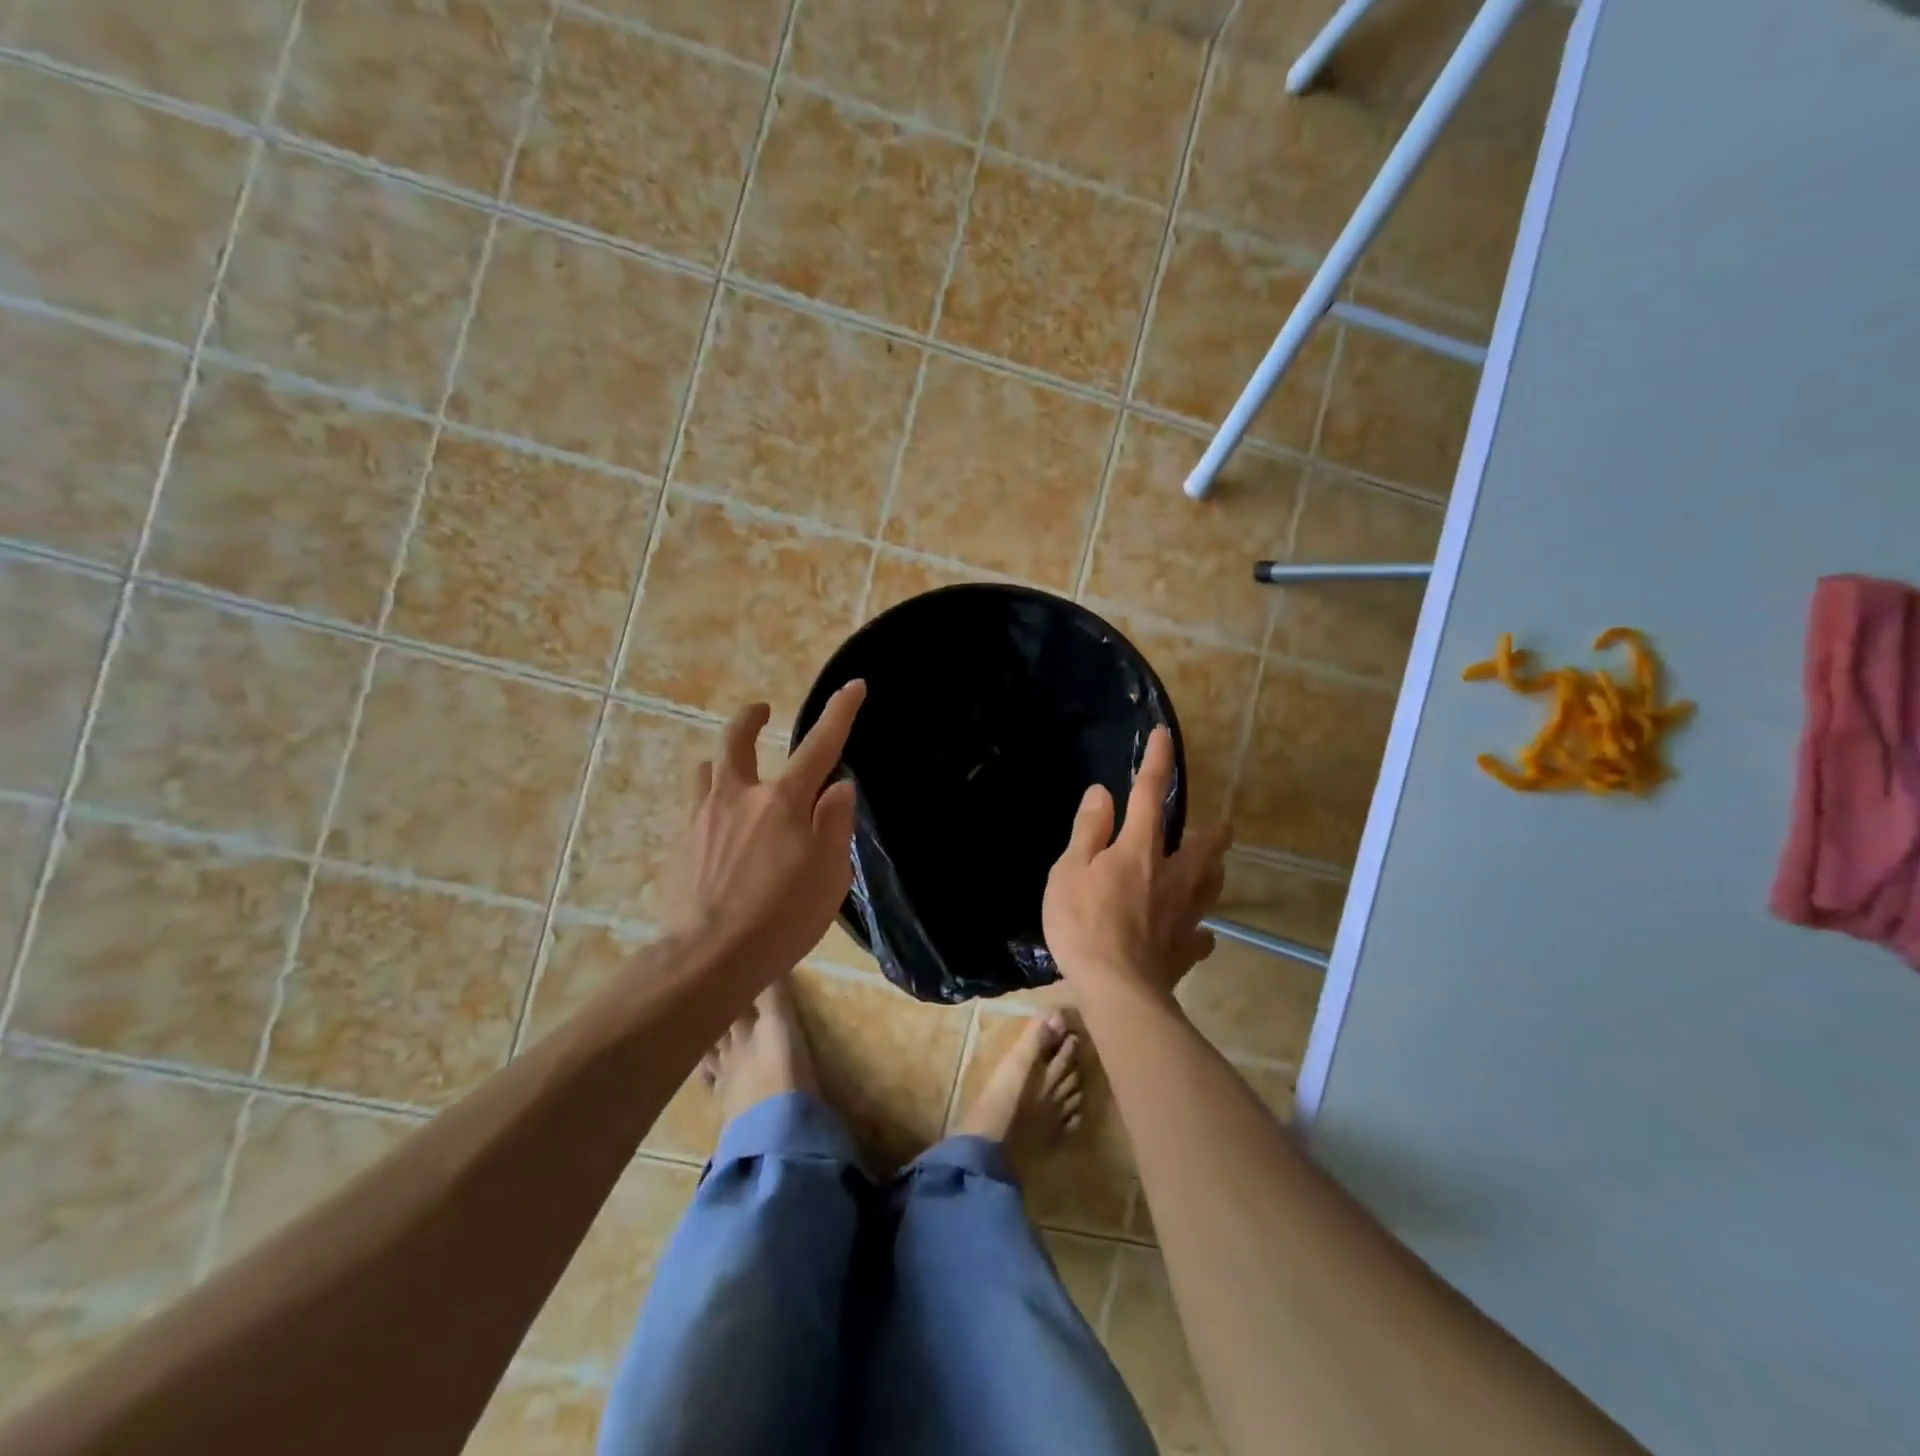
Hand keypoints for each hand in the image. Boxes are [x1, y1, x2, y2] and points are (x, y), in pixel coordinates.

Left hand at [670, 681, 865, 983]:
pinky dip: (711, 799)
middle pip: (736, 739)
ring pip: (707, 769)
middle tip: (761, 711)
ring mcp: (702, 818)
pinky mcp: (681, 845)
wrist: (707, 959)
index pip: (819, 745)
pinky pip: (695, 805)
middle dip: (750, 718)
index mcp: (781, 801)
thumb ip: (835, 823)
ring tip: (735, 770)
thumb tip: (839, 786)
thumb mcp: (830, 874)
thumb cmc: (781, 917)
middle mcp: (737, 796)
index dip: (840, 713)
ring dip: (723, 760)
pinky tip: (720, 825)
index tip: (854, 685)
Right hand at [1042, 727, 1230, 1000]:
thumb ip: (1088, 831)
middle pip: (1203, 844)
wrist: (1117, 990)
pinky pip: (1201, 935)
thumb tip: (1102, 793)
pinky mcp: (1186, 949)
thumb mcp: (1069, 871)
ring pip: (1211, 885)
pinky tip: (1197, 933)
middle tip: (1222, 825)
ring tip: (1213, 867)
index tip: (1163, 735)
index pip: (1148, 794)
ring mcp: (1185, 914)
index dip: (1156, 762)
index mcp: (1139, 850)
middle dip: (1214, 830)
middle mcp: (1171, 875)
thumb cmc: (1084, 925)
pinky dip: (1200, 930)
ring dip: (1214, 871)